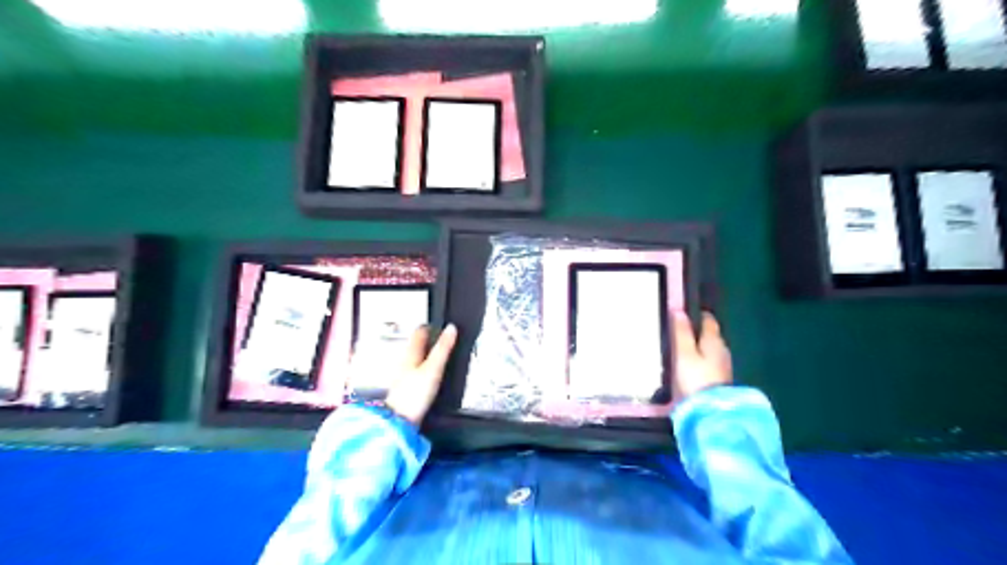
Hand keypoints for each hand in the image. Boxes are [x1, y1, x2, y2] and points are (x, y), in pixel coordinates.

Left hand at [385, 324, 458, 426]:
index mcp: (410, 354)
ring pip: (415, 359)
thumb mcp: (433, 369)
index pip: (419, 333)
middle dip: (426, 341)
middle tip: (439, 337)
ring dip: (424, 355)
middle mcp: (404, 362)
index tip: (437, 324)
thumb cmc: (414, 394)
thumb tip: (452, 328)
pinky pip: (415, 373)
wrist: (398, 422)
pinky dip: (423, 370)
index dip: (429, 327)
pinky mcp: (406, 390)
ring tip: (435, 354)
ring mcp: (403, 377)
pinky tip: (429, 376)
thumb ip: (443, 349)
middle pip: (415, 346)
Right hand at [670, 314, 736, 401]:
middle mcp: (722, 350)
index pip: (709, 320)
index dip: (697, 314)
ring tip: (683, 349)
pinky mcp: (720, 379)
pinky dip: (701, 360)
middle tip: (680, 331)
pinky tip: (691, 366)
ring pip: (710, 349)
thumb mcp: (683, 353)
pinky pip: (710, 363)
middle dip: (697, 332)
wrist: (711, 410)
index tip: (685, 313)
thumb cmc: (695, 378)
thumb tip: (679, 311)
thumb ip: (682, 332)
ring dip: (699, 347)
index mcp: (714, 340)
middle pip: (711, 335)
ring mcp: (723, 366)